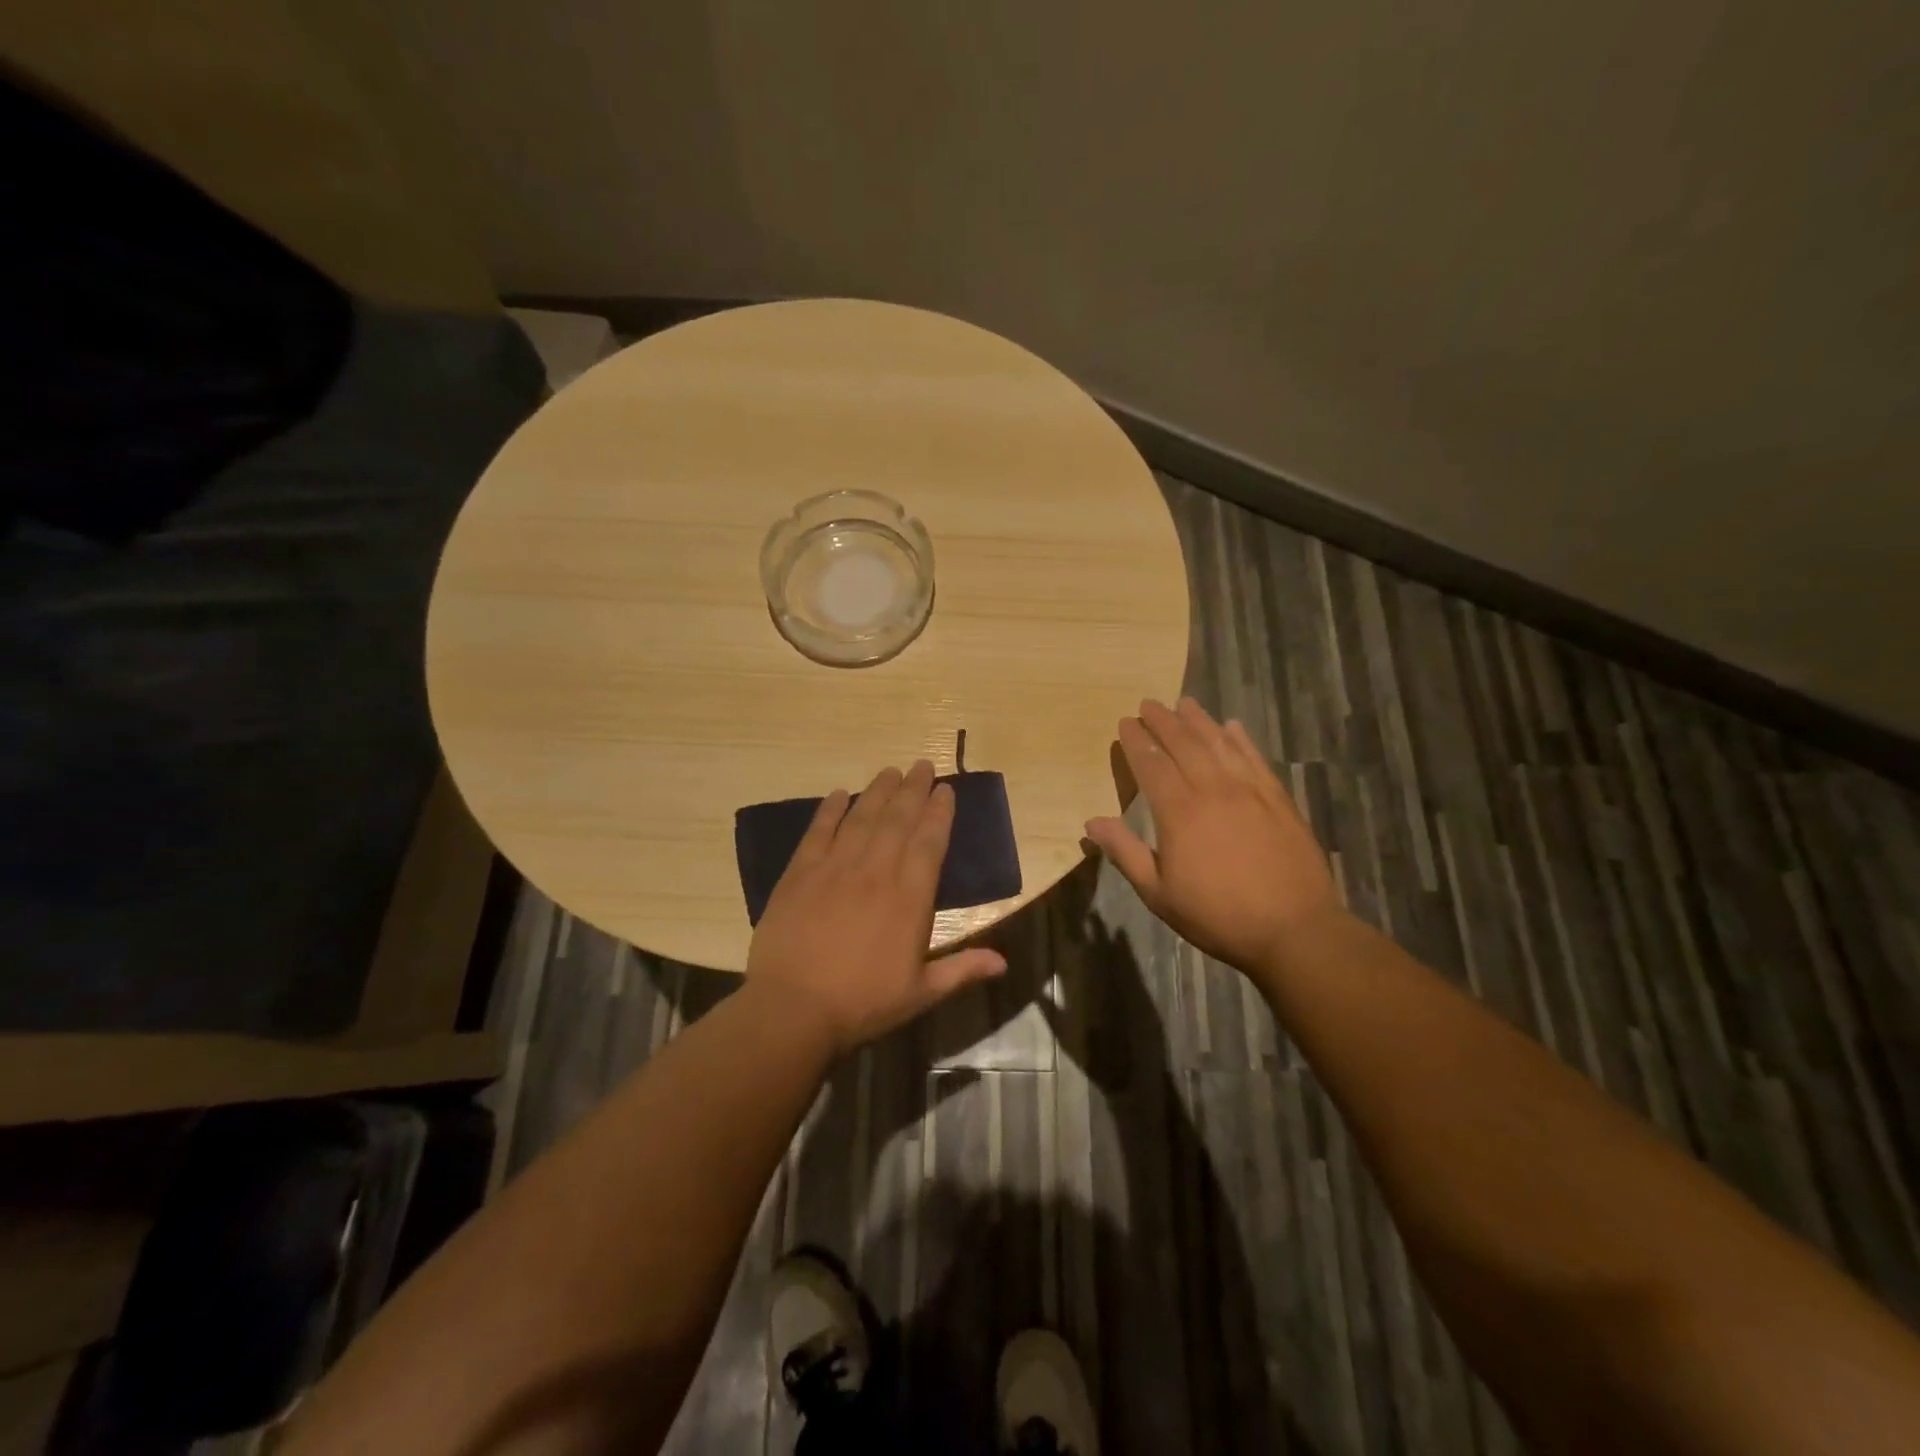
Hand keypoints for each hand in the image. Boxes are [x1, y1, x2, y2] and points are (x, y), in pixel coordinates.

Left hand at [745, 760, 1007, 1055]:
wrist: (793, 1010)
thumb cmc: (862, 1004)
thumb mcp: (920, 993)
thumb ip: (962, 970)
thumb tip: (1004, 962)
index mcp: (909, 898)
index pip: (929, 843)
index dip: (939, 813)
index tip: (946, 789)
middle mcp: (876, 872)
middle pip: (898, 821)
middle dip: (913, 790)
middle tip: (922, 765)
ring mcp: (835, 868)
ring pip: (862, 818)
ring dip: (879, 791)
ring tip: (891, 771)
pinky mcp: (800, 874)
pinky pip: (818, 832)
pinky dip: (830, 810)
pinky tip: (840, 793)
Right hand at [1085, 698, 1341, 975]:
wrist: (1294, 929)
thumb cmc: (1218, 915)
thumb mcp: (1159, 893)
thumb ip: (1125, 852)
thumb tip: (1092, 822)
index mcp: (1179, 812)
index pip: (1151, 765)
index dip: (1136, 742)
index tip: (1125, 722)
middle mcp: (1213, 790)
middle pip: (1184, 744)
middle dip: (1163, 721)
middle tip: (1149, 703)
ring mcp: (1249, 791)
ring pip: (1220, 744)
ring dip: (1199, 721)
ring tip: (1184, 703)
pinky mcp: (1278, 799)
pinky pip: (1255, 758)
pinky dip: (1241, 739)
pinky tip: (1233, 727)